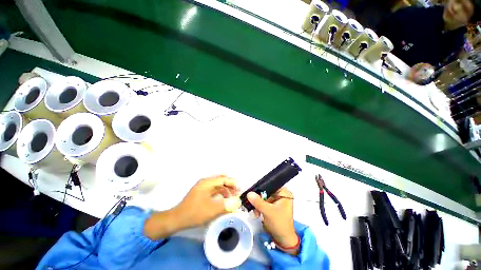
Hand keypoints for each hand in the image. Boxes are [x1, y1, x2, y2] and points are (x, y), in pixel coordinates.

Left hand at [144, 175, 240, 239]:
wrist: (177, 219)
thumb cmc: (194, 213)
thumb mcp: (212, 209)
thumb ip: (226, 205)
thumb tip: (238, 202)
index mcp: (207, 182)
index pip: (223, 178)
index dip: (233, 183)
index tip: (239, 190)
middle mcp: (205, 182)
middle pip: (221, 180)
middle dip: (230, 186)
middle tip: (237, 193)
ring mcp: (203, 187)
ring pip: (218, 185)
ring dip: (225, 190)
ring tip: (232, 198)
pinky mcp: (201, 193)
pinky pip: (214, 190)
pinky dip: (220, 194)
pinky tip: (224, 200)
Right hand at [247, 188, 298, 254]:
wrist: (283, 240)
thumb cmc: (279, 224)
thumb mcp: (268, 212)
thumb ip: (258, 202)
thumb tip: (249, 193)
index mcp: (284, 193)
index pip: (271, 185)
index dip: (261, 187)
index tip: (253, 191)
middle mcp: (281, 195)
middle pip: (266, 191)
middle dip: (258, 198)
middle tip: (252, 204)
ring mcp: (277, 201)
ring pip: (264, 197)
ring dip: (258, 204)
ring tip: (255, 212)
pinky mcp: (273, 206)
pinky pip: (264, 203)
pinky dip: (260, 207)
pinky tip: (257, 213)